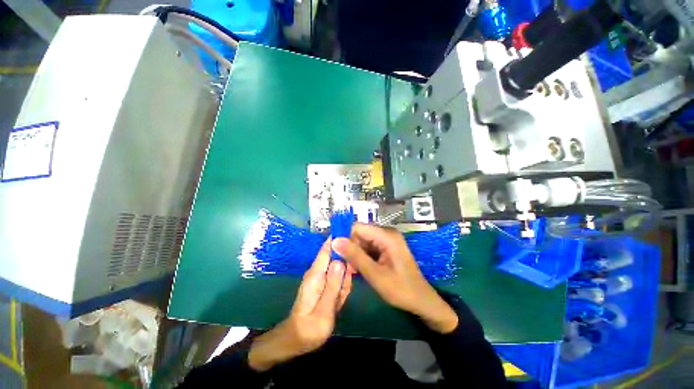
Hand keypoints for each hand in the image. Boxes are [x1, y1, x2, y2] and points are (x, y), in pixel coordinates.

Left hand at [248, 240, 351, 371]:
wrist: (295, 340)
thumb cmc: (308, 329)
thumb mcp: (324, 311)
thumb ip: (332, 285)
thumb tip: (340, 260)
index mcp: (315, 274)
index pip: (327, 249)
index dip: (339, 239)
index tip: (355, 236)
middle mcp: (318, 271)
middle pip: (336, 256)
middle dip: (347, 266)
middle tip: (347, 286)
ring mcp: (321, 277)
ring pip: (339, 268)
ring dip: (345, 280)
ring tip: (340, 299)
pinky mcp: (324, 283)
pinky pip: (338, 278)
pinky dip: (342, 287)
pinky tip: (338, 300)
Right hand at [332, 224, 457, 333]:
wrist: (421, 301)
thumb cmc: (401, 289)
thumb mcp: (375, 274)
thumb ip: (355, 256)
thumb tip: (334, 240)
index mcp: (386, 235)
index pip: (358, 227)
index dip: (344, 236)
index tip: (333, 250)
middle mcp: (386, 233)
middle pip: (360, 234)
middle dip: (349, 247)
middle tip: (341, 264)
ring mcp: (387, 240)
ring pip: (362, 241)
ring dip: (354, 254)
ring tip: (349, 269)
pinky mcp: (386, 248)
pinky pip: (368, 247)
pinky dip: (361, 257)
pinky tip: (357, 269)